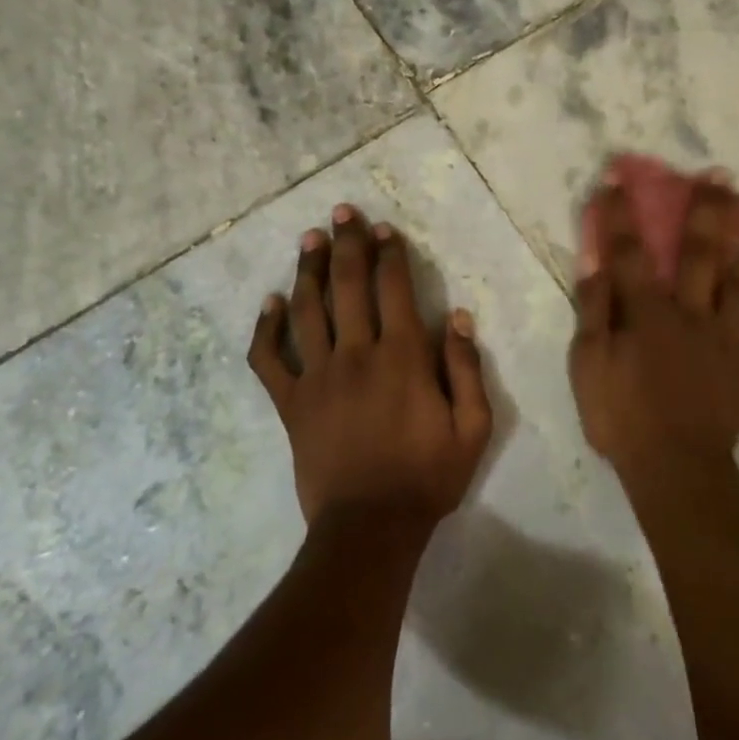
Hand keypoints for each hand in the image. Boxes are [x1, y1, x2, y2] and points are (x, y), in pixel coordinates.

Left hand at [248, 203, 493, 527]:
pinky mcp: (291, 403)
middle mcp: (356, 355)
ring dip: (308, 270)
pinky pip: (269, 359)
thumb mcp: (472, 428)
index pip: (394, 289)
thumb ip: (466, 369)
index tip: (385, 229)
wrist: (370, 527)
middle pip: (348, 286)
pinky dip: (266, 329)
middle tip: (342, 212)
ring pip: (307, 310)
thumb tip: (458, 317)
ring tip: (309, 239)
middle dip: (347, 244)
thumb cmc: (427, 477)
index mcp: (403, 357)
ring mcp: (317, 377)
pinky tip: (269, 303)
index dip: (390, 254)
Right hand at [568, 179, 738, 492]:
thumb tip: (595, 260)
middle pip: (704, 256)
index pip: (631, 253)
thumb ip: (594, 310)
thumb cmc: (621, 416)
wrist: (673, 469)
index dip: (623, 214)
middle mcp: (693, 316)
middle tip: (723, 175)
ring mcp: (728, 342)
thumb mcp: (588, 364)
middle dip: (710, 212)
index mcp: (649, 314)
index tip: (619, 176)